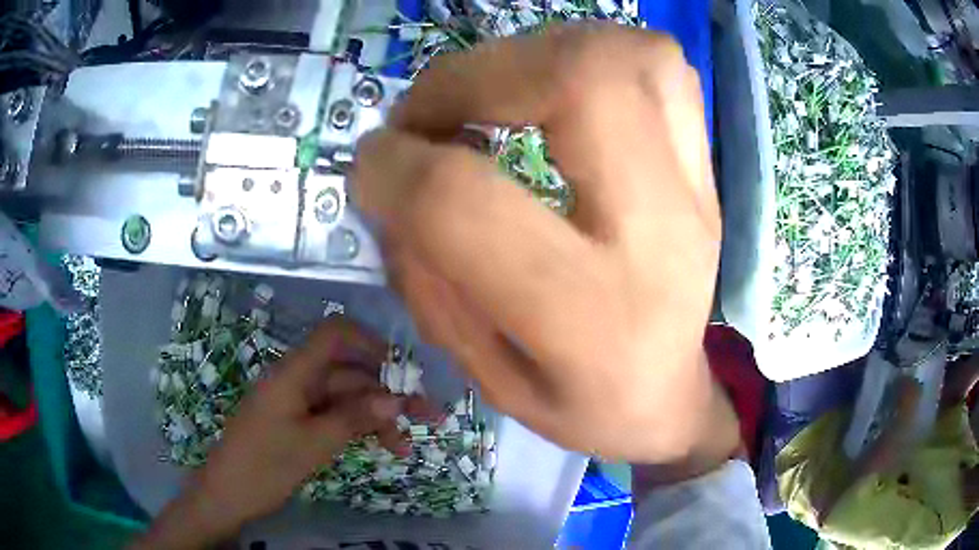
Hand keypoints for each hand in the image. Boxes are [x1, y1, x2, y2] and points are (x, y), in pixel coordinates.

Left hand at [135, 319, 423, 548]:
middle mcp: (298, 380)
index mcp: (294, 373)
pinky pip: (335, 416)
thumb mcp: (313, 444)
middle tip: (427, 417)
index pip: (335, 335)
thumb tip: (396, 399)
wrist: (227, 494)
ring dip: (377, 417)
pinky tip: (382, 447)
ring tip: (407, 445)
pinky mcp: (298, 422)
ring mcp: (298, 402)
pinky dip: (359, 428)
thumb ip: (354, 417)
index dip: (370, 343)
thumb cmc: (264, 466)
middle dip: (388, 392)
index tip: (403, 370)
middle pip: (348, 372)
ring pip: (346, 398)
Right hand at [353, 24, 737, 466]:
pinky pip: (656, 64)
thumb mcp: (487, 378)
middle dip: (473, 75)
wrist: (672, 397)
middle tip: (430, 114)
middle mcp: (659, 233)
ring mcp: (695, 188)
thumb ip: (427, 277)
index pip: (465, 203)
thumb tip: (391, 176)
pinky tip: (553, 92)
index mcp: (590, 317)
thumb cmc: (583, 407)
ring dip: (532, 53)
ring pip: (626, 55)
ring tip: (490, 95)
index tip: (372, 164)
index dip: (395, 167)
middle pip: (578, 82)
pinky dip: (588, 54)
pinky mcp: (704, 165)